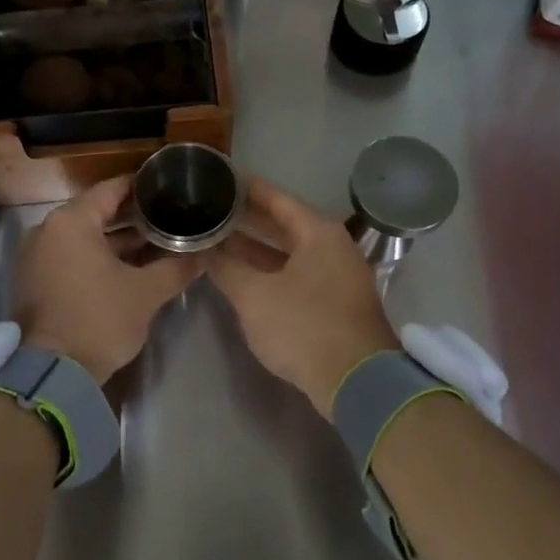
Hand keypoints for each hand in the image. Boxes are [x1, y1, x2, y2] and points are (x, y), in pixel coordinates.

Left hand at [11, 175, 198, 382]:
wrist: (53, 374)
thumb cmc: (100, 320)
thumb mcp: (146, 293)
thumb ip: (177, 267)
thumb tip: (204, 254)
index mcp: (71, 222)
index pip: (112, 189)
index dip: (142, 187)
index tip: (168, 186)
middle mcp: (48, 230)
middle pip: (97, 212)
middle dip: (134, 217)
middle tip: (169, 216)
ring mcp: (38, 255)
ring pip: (85, 237)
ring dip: (118, 240)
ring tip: (157, 242)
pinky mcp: (37, 279)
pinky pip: (72, 256)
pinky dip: (98, 257)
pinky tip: (130, 266)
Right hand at [206, 176, 397, 417]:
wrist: (356, 382)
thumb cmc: (304, 327)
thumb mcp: (255, 296)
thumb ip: (226, 268)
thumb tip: (203, 249)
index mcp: (318, 233)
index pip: (276, 198)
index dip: (246, 187)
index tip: (219, 177)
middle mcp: (332, 246)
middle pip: (284, 223)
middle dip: (247, 218)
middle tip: (212, 208)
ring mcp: (336, 275)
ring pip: (289, 251)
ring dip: (255, 247)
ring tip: (218, 238)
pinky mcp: (334, 301)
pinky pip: (295, 272)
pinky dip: (269, 269)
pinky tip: (242, 273)